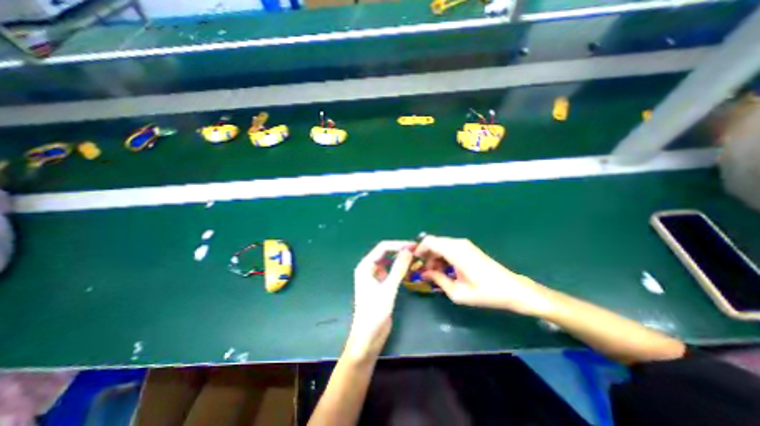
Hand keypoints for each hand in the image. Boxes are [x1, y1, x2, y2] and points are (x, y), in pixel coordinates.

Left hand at [347, 241, 413, 359]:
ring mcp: (374, 277)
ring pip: (388, 262)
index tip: (414, 246)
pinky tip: (408, 270)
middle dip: (400, 251)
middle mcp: (368, 268)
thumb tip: (408, 250)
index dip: (398, 245)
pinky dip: (399, 269)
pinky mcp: (380, 285)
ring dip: (400, 259)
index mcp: (365, 266)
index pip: (383, 248)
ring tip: (415, 258)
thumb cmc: (374, 312)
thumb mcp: (388, 288)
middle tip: (417, 251)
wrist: (368, 337)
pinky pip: (390, 272)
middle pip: (385, 253)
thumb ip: (398, 268)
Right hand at [415, 234, 552, 317]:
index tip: (414, 263)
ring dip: (434, 257)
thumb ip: (438, 279)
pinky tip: (444, 270)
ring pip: (440, 245)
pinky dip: (442, 256)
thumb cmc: (485, 292)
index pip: (429, 241)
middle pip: (433, 242)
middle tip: (423, 271)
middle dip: (425, 255)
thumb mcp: (457, 292)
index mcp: (455, 251)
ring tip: (433, 273)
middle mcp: (458, 243)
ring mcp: (464, 244)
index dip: (418, 250)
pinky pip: (449, 248)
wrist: (511, 289)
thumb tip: (424, 273)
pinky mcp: (468, 248)